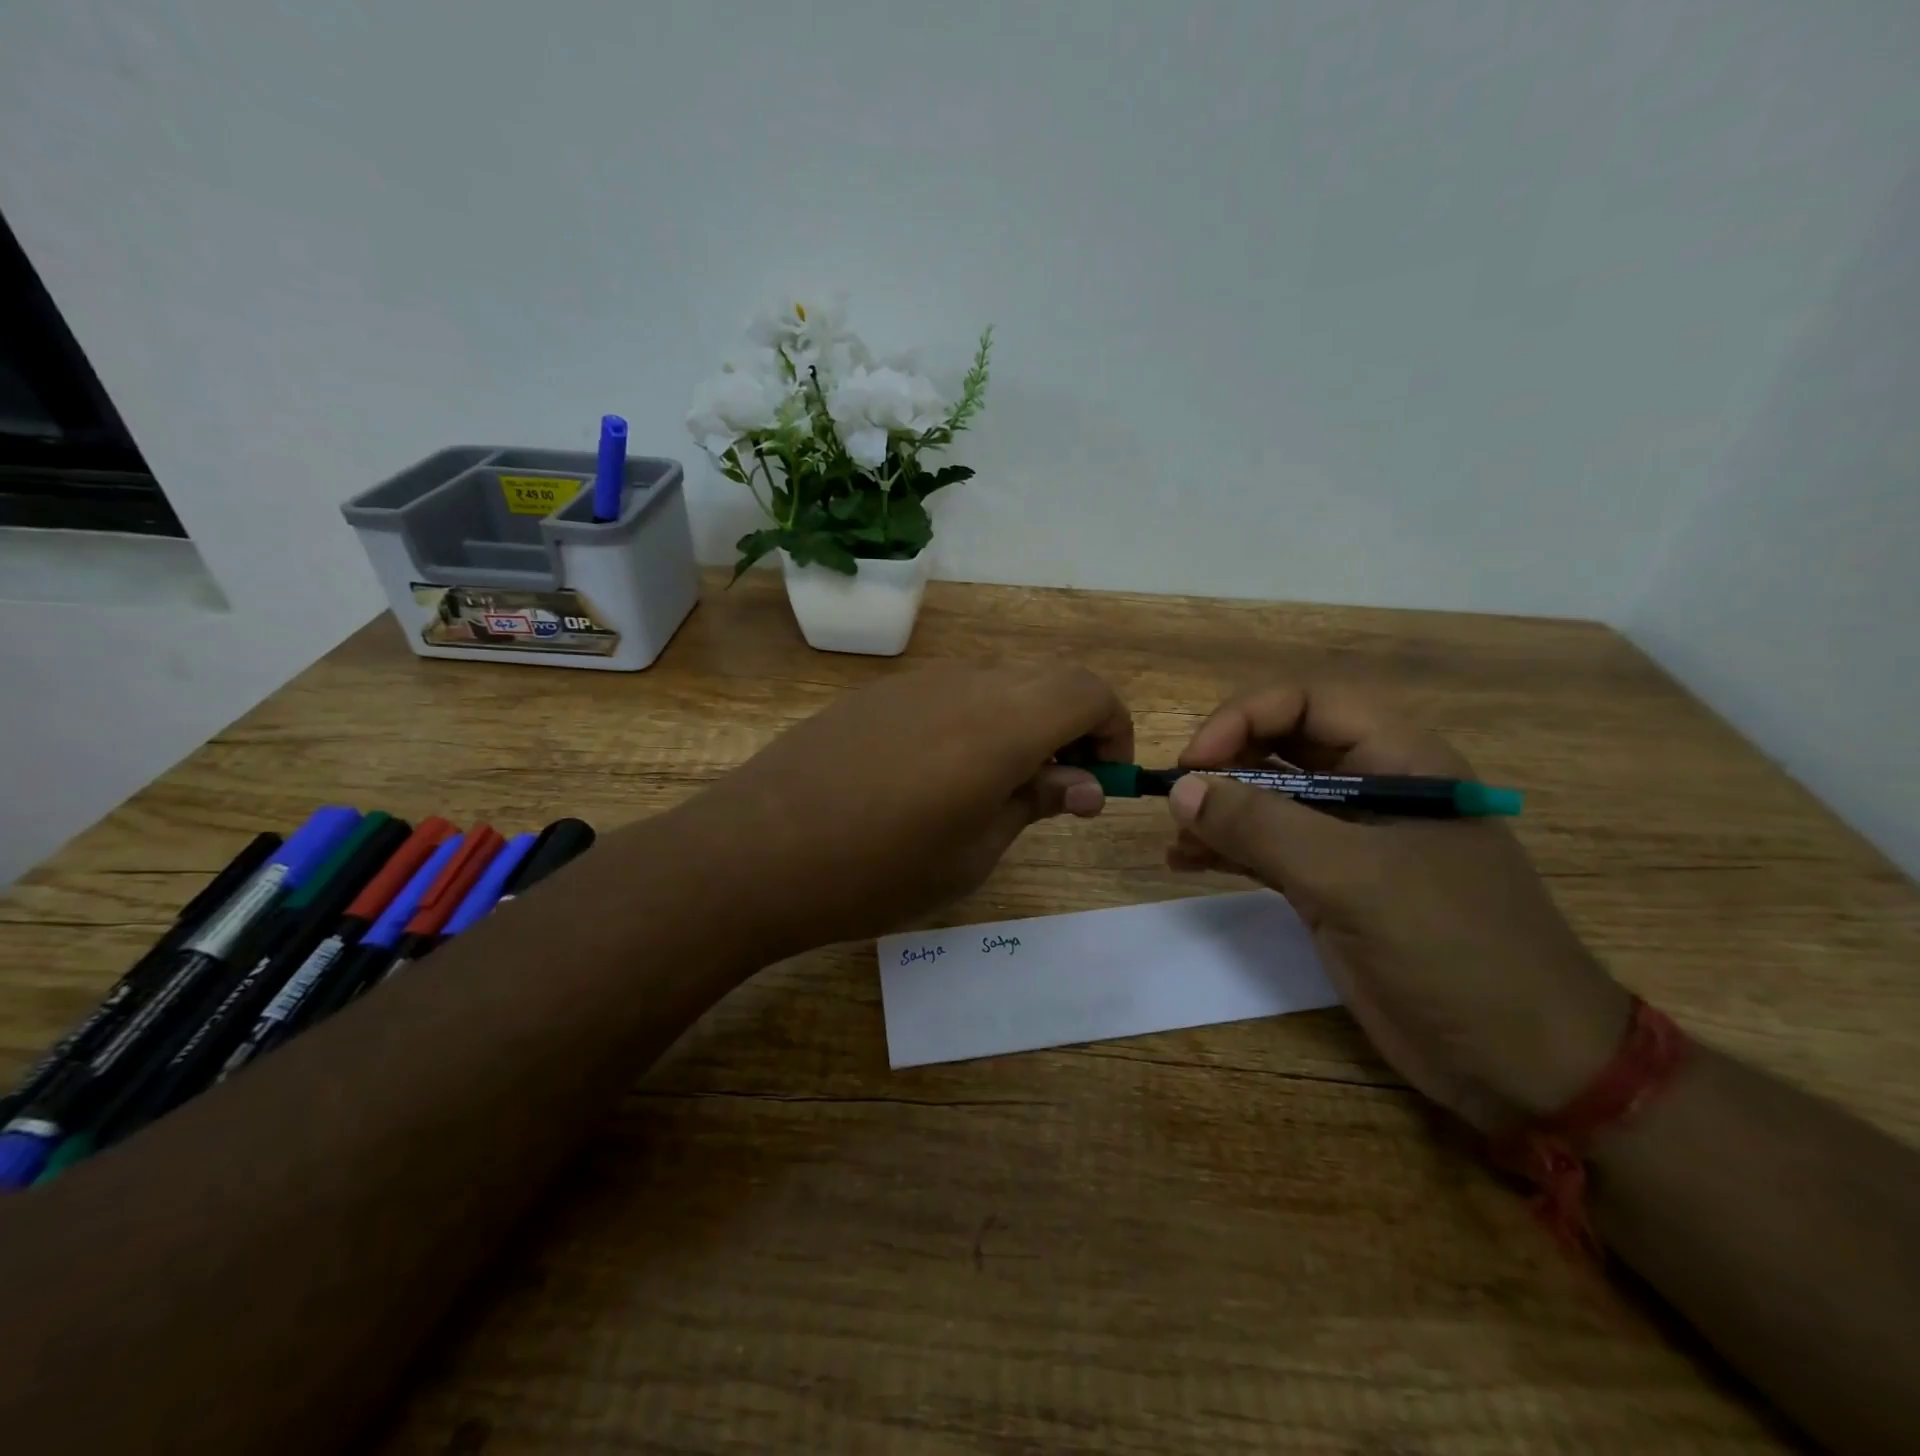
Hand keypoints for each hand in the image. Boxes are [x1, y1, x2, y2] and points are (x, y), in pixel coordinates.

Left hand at [670, 662, 1130, 959]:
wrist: (755, 852)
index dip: (1113, 728)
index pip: (1089, 691)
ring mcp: (915, 683)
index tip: (1102, 779)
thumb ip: (1035, 803)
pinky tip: (937, 776)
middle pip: (1047, 680)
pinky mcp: (876, 694)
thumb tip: (1084, 784)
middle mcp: (965, 685)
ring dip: (1022, 722)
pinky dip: (975, 720)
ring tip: (997, 788)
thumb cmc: (878, 871)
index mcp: (1002, 724)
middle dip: (1073, 726)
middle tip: (1058, 788)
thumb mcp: (973, 853)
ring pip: (998, 683)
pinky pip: (949, 693)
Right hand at [1165, 685, 1630, 1133]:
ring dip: (1218, 810)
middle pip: (1283, 746)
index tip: (1193, 762)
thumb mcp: (1353, 879)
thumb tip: (1180, 786)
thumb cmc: (1454, 950)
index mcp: (1399, 761)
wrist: (1524, 1065)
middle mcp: (1372, 789)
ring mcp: (1350, 841)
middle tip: (1178, 800)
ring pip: (1269, 800)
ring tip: (1175, 837)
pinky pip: (1267, 849)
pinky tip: (1186, 862)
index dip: (1244, 718)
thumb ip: (1262, 826)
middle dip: (1225, 764)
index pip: (1308, 703)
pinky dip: (1226, 850)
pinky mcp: (1333, 887)